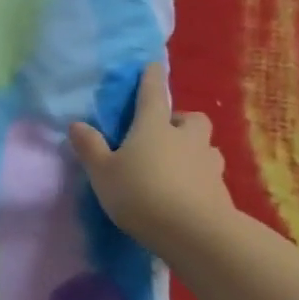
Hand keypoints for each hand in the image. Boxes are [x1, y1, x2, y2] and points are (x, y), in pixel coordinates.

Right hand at [68, 61, 235, 253]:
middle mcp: (185, 137)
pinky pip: (211, 175)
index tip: (152, 66)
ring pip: (206, 146)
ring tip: (179, 165)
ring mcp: (208, 163)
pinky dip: (201, 178)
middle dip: (180, 120)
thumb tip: (76, 124)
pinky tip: (188, 193)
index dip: (151, 78)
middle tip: (165, 133)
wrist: (195, 233)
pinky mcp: (222, 191)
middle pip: (191, 118)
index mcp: (153, 126)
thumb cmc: (141, 193)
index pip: (152, 93)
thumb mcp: (103, 172)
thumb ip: (90, 148)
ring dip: (194, 149)